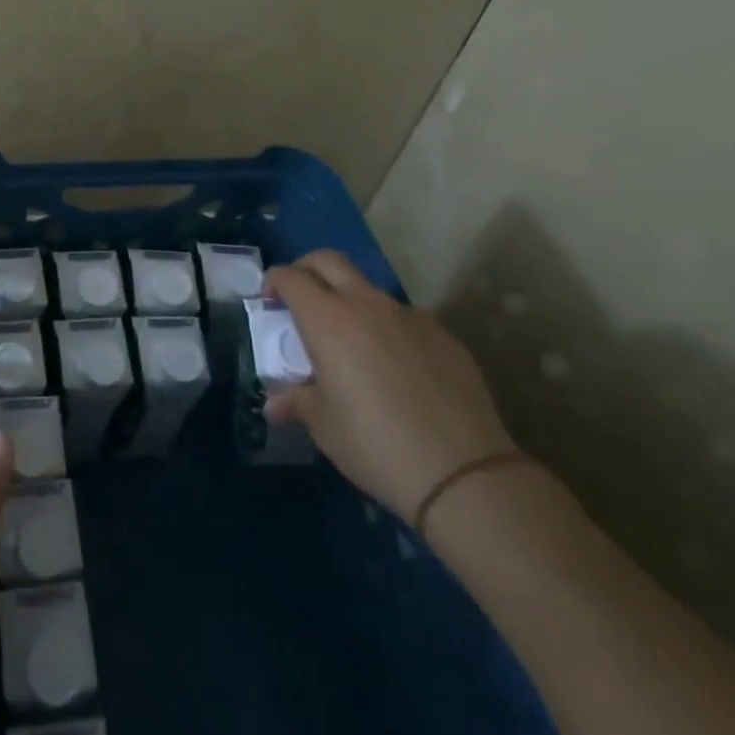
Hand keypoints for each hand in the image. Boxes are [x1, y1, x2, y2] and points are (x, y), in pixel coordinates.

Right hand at [262, 251, 515, 523]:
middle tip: (300, 299)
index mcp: (328, 319)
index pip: (291, 277)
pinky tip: (394, 369)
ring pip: (369, 289)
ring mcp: (409, 316)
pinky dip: (387, 329)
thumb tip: (275, 404)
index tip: (269, 303)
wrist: (464, 473)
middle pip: (328, 260)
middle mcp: (367, 305)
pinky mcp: (443, 336)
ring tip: (350, 343)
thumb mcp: (323, 426)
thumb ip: (296, 401)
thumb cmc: (375, 444)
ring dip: (350, 301)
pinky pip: (404, 318)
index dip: (274, 282)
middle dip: (307, 269)